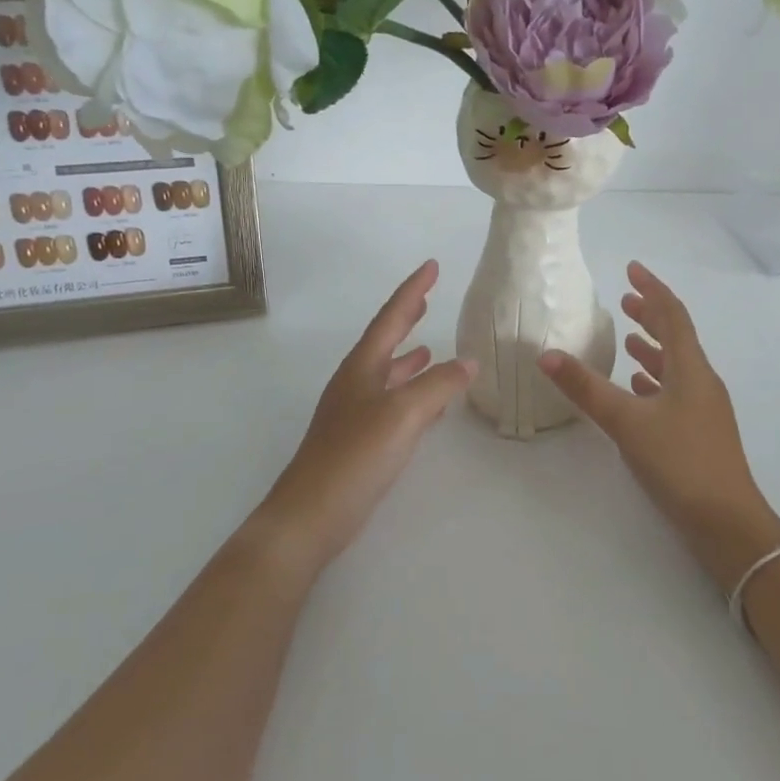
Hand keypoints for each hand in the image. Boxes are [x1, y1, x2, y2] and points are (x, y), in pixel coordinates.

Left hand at [255, 260, 475, 574]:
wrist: (311, 514)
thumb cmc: (355, 456)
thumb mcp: (402, 414)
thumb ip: (437, 385)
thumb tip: (468, 363)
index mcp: (362, 367)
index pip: (391, 318)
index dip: (412, 290)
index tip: (432, 265)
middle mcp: (356, 383)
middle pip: (385, 340)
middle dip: (407, 317)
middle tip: (427, 297)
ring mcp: (355, 413)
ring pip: (389, 374)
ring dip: (409, 357)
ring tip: (431, 348)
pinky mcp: (360, 441)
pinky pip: (392, 404)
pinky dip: (412, 394)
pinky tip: (429, 405)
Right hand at [539, 262, 779, 591]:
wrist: (727, 522)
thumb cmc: (680, 462)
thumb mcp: (627, 422)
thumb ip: (586, 388)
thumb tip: (546, 355)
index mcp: (691, 369)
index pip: (673, 315)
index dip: (652, 289)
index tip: (632, 268)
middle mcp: (702, 381)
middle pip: (677, 337)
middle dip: (651, 315)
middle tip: (626, 300)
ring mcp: (705, 408)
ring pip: (676, 365)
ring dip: (653, 348)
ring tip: (628, 339)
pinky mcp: (700, 432)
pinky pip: (676, 392)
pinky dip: (655, 380)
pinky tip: (638, 389)